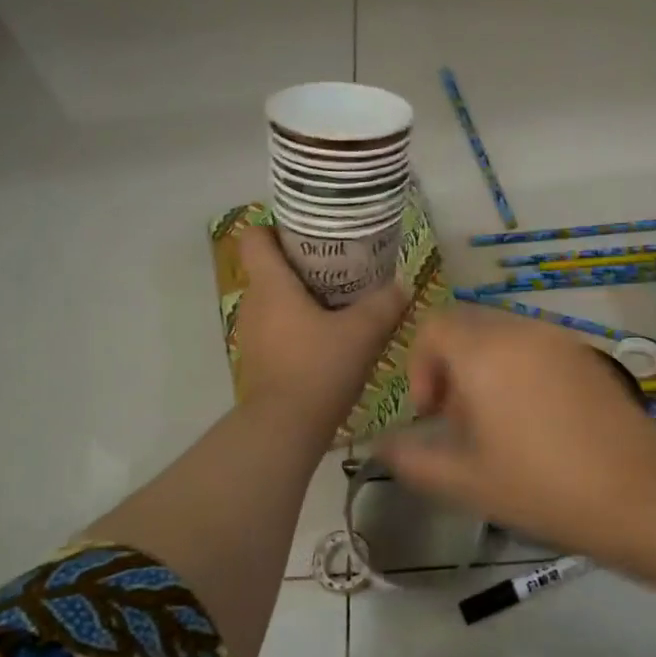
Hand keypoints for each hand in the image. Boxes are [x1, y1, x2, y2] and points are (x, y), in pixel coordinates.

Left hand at [234, 225, 407, 427]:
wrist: (285, 428)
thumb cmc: (318, 367)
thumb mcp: (362, 333)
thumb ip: (385, 304)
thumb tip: (402, 286)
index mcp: (271, 285)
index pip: (255, 237)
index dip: (276, 228)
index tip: (309, 233)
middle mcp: (253, 303)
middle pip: (269, 268)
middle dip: (301, 263)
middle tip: (340, 266)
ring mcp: (252, 334)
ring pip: (275, 300)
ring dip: (302, 297)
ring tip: (339, 302)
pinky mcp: (259, 360)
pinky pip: (278, 328)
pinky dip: (298, 325)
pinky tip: (328, 338)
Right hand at [375, 306, 655, 555]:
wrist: (640, 495)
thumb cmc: (541, 487)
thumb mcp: (464, 481)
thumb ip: (412, 459)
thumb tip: (383, 445)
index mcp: (485, 352)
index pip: (434, 326)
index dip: (419, 366)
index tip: (431, 413)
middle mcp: (522, 331)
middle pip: (468, 328)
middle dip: (451, 368)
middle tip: (459, 423)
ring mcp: (561, 340)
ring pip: (504, 338)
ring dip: (486, 370)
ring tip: (497, 427)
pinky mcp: (589, 357)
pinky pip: (537, 349)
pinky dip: (520, 372)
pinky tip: (536, 424)